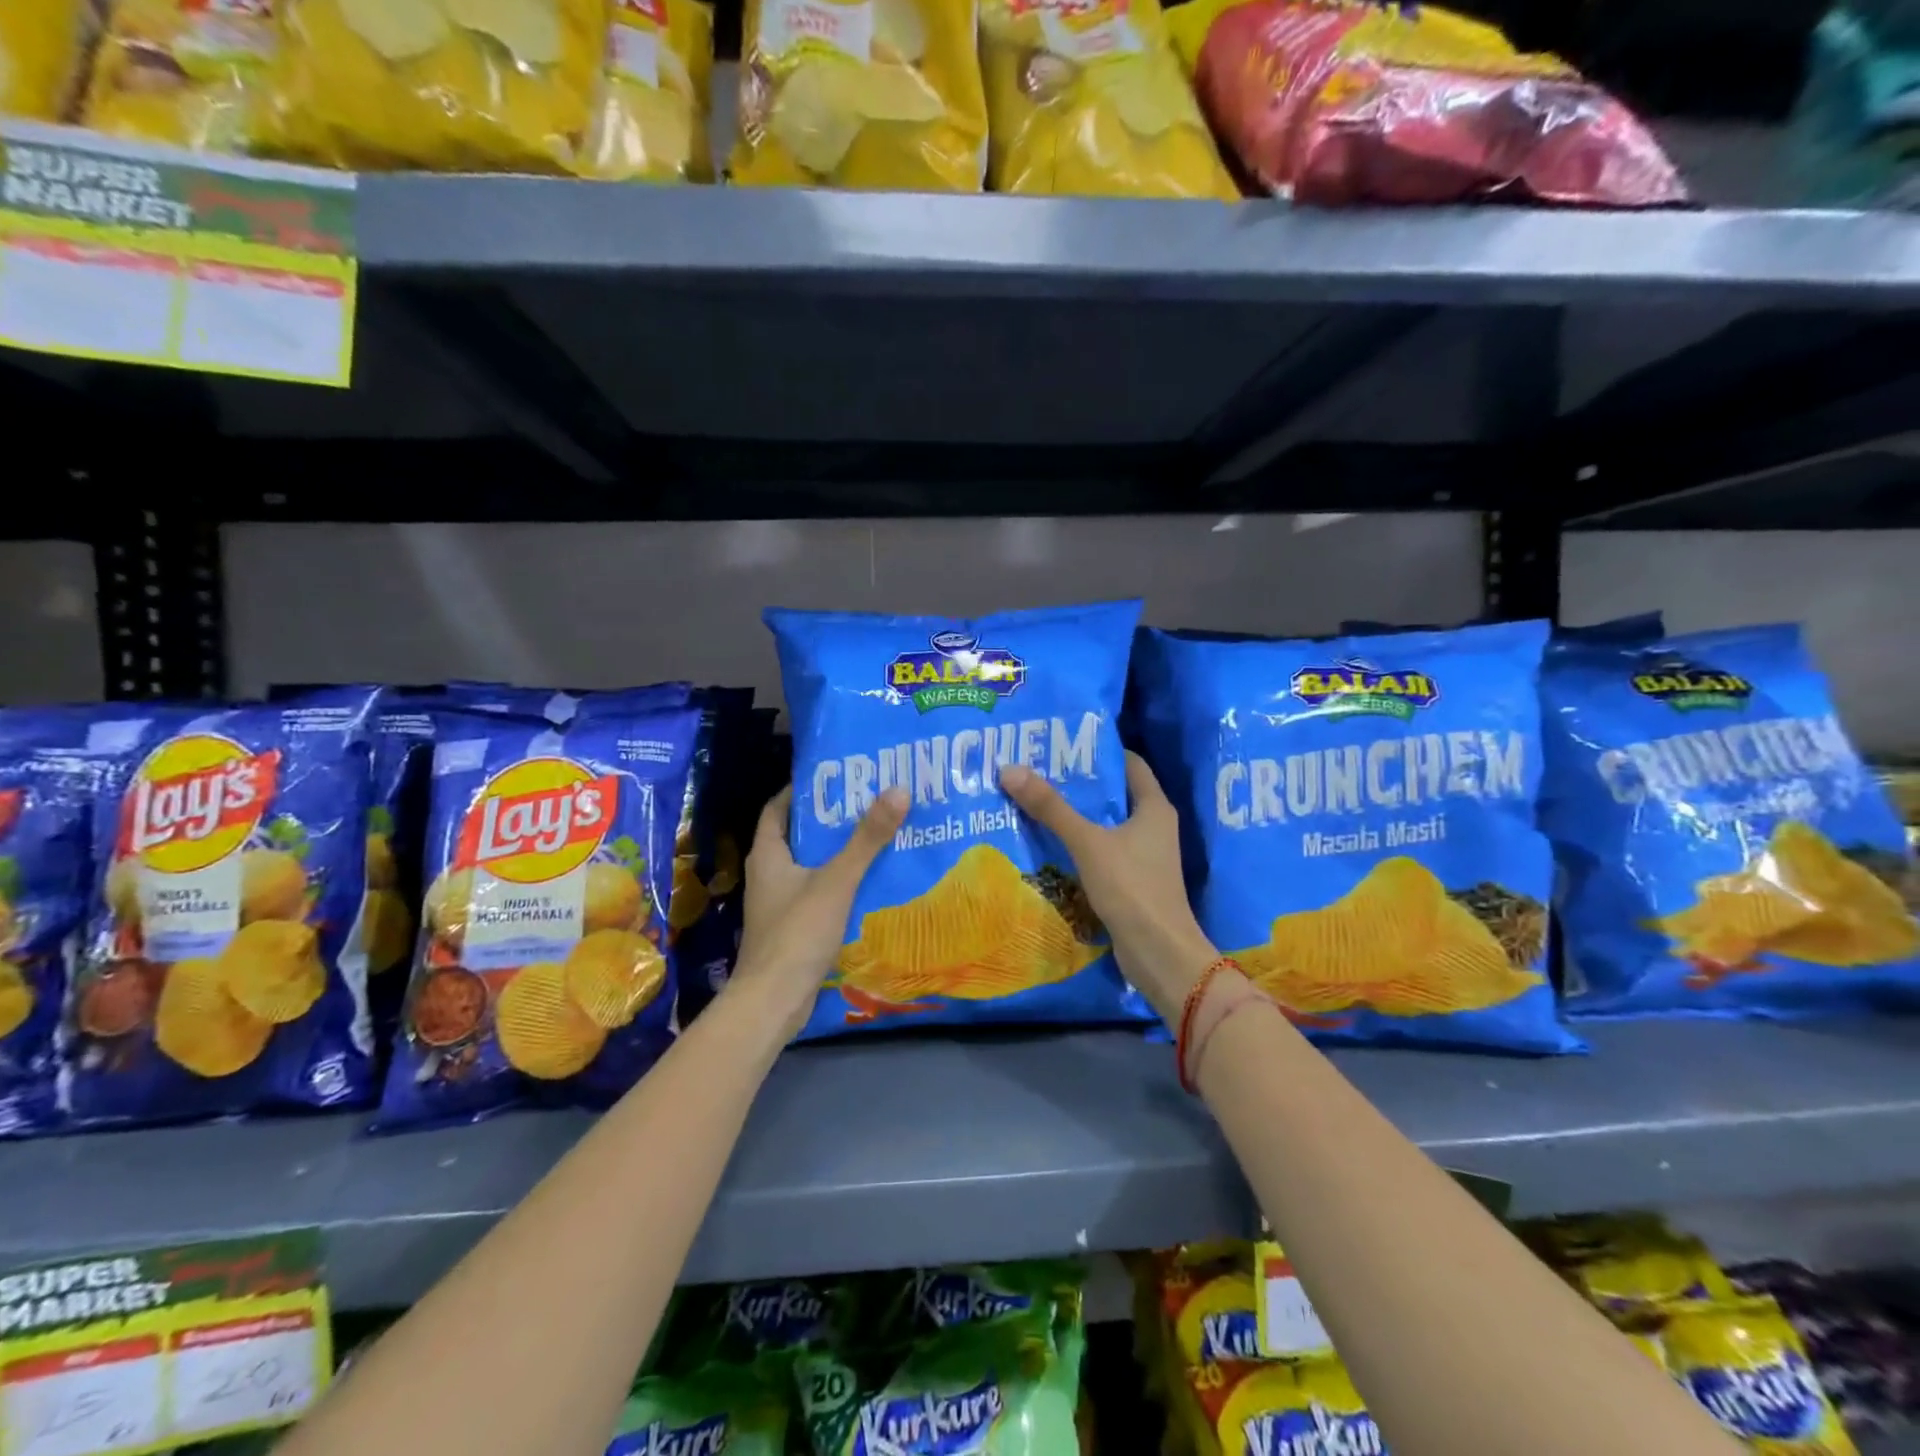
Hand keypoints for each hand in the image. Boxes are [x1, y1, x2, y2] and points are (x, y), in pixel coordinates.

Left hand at [728, 784, 909, 1039]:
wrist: (773, 1001)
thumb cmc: (797, 932)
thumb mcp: (837, 880)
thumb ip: (867, 838)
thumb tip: (898, 790)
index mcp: (768, 854)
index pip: (778, 808)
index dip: (803, 790)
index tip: (837, 777)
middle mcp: (769, 873)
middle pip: (798, 835)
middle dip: (830, 820)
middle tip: (868, 803)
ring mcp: (779, 902)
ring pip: (811, 866)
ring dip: (838, 852)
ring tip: (876, 836)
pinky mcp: (792, 926)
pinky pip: (818, 892)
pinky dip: (840, 882)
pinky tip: (870, 882)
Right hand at [1000, 753, 1217, 1022]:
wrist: (1159, 953)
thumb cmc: (1132, 887)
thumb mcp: (1088, 843)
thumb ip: (1051, 808)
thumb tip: (1010, 769)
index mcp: (1154, 807)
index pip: (1129, 764)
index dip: (1098, 752)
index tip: (1061, 744)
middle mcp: (1153, 825)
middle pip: (1113, 793)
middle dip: (1078, 783)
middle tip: (1037, 770)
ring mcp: (1144, 855)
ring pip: (1105, 824)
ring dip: (1075, 816)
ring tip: (1034, 801)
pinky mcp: (1131, 880)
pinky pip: (1101, 851)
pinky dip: (1078, 844)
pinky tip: (1048, 843)